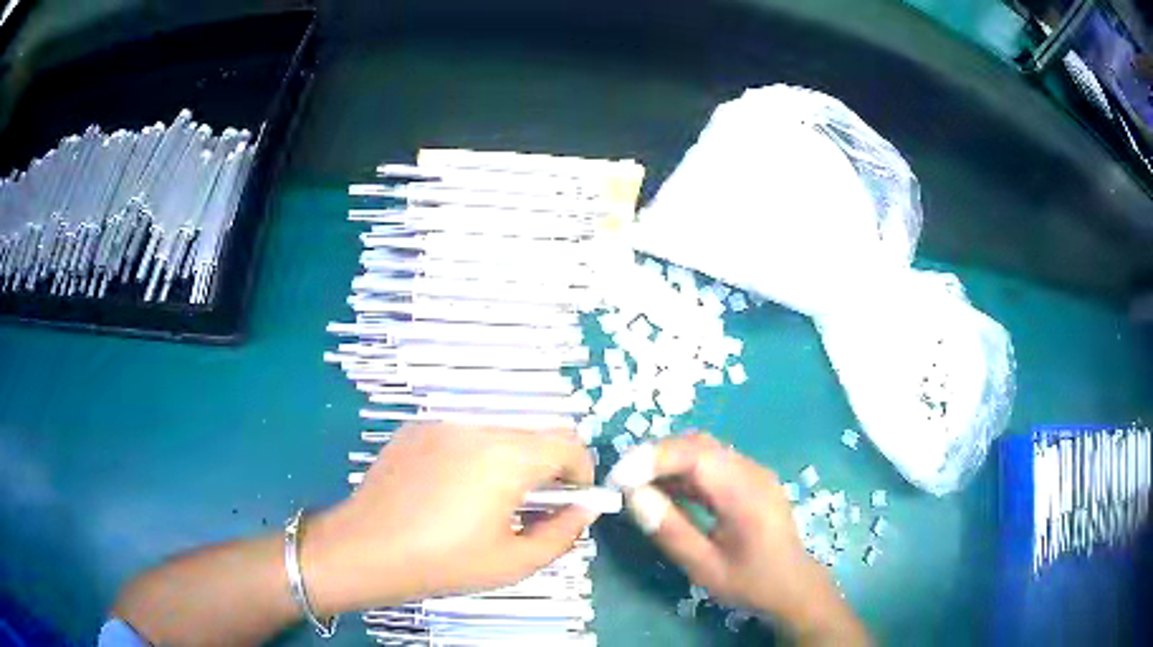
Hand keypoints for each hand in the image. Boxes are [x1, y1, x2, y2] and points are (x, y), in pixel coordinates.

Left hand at [303, 424, 597, 614]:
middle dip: (548, 466)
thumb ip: (563, 533)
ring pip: (499, 432)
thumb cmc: (444, 562)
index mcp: (507, 457)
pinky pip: (463, 435)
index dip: (581, 471)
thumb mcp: (514, 562)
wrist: (366, 549)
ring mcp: (443, 424)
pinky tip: (451, 491)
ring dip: (511, 460)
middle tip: (534, 505)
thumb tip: (584, 510)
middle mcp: (477, 428)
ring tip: (489, 501)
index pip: (568, 444)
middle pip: (535, 434)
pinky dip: (475, 456)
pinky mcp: (417, 429)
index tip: (572, 501)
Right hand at [608, 434, 869, 644]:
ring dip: (666, 462)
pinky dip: (682, 471)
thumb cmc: (751, 582)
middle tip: (621, 482)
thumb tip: (632, 496)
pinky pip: (710, 463)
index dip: (652, 459)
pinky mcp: (748, 479)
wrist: (794, 585)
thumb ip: (670, 531)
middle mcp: (751, 471)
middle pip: (698, 444)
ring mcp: (752, 472)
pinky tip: (663, 491)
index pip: (695, 455)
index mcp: (745, 493)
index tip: (618, 478)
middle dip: (654, 456)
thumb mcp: (705, 567)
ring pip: (702, 450)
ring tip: (635, 486)